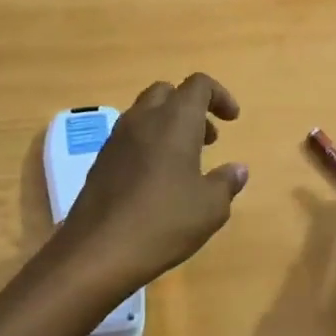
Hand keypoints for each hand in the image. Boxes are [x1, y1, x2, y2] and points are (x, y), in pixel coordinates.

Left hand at [58, 74, 249, 290]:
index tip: (232, 120)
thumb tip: (237, 169)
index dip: (220, 96)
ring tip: (186, 163)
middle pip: (167, 93)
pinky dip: (149, 145)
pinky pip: (130, 138)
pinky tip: (157, 181)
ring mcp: (116, 139)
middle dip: (191, 108)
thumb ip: (226, 182)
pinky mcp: (101, 161)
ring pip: (145, 114)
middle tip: (208, 139)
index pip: (198, 85)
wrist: (98, 251)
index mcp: (174, 120)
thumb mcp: (210, 207)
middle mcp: (142, 119)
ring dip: (169, 126)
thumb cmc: (164, 222)